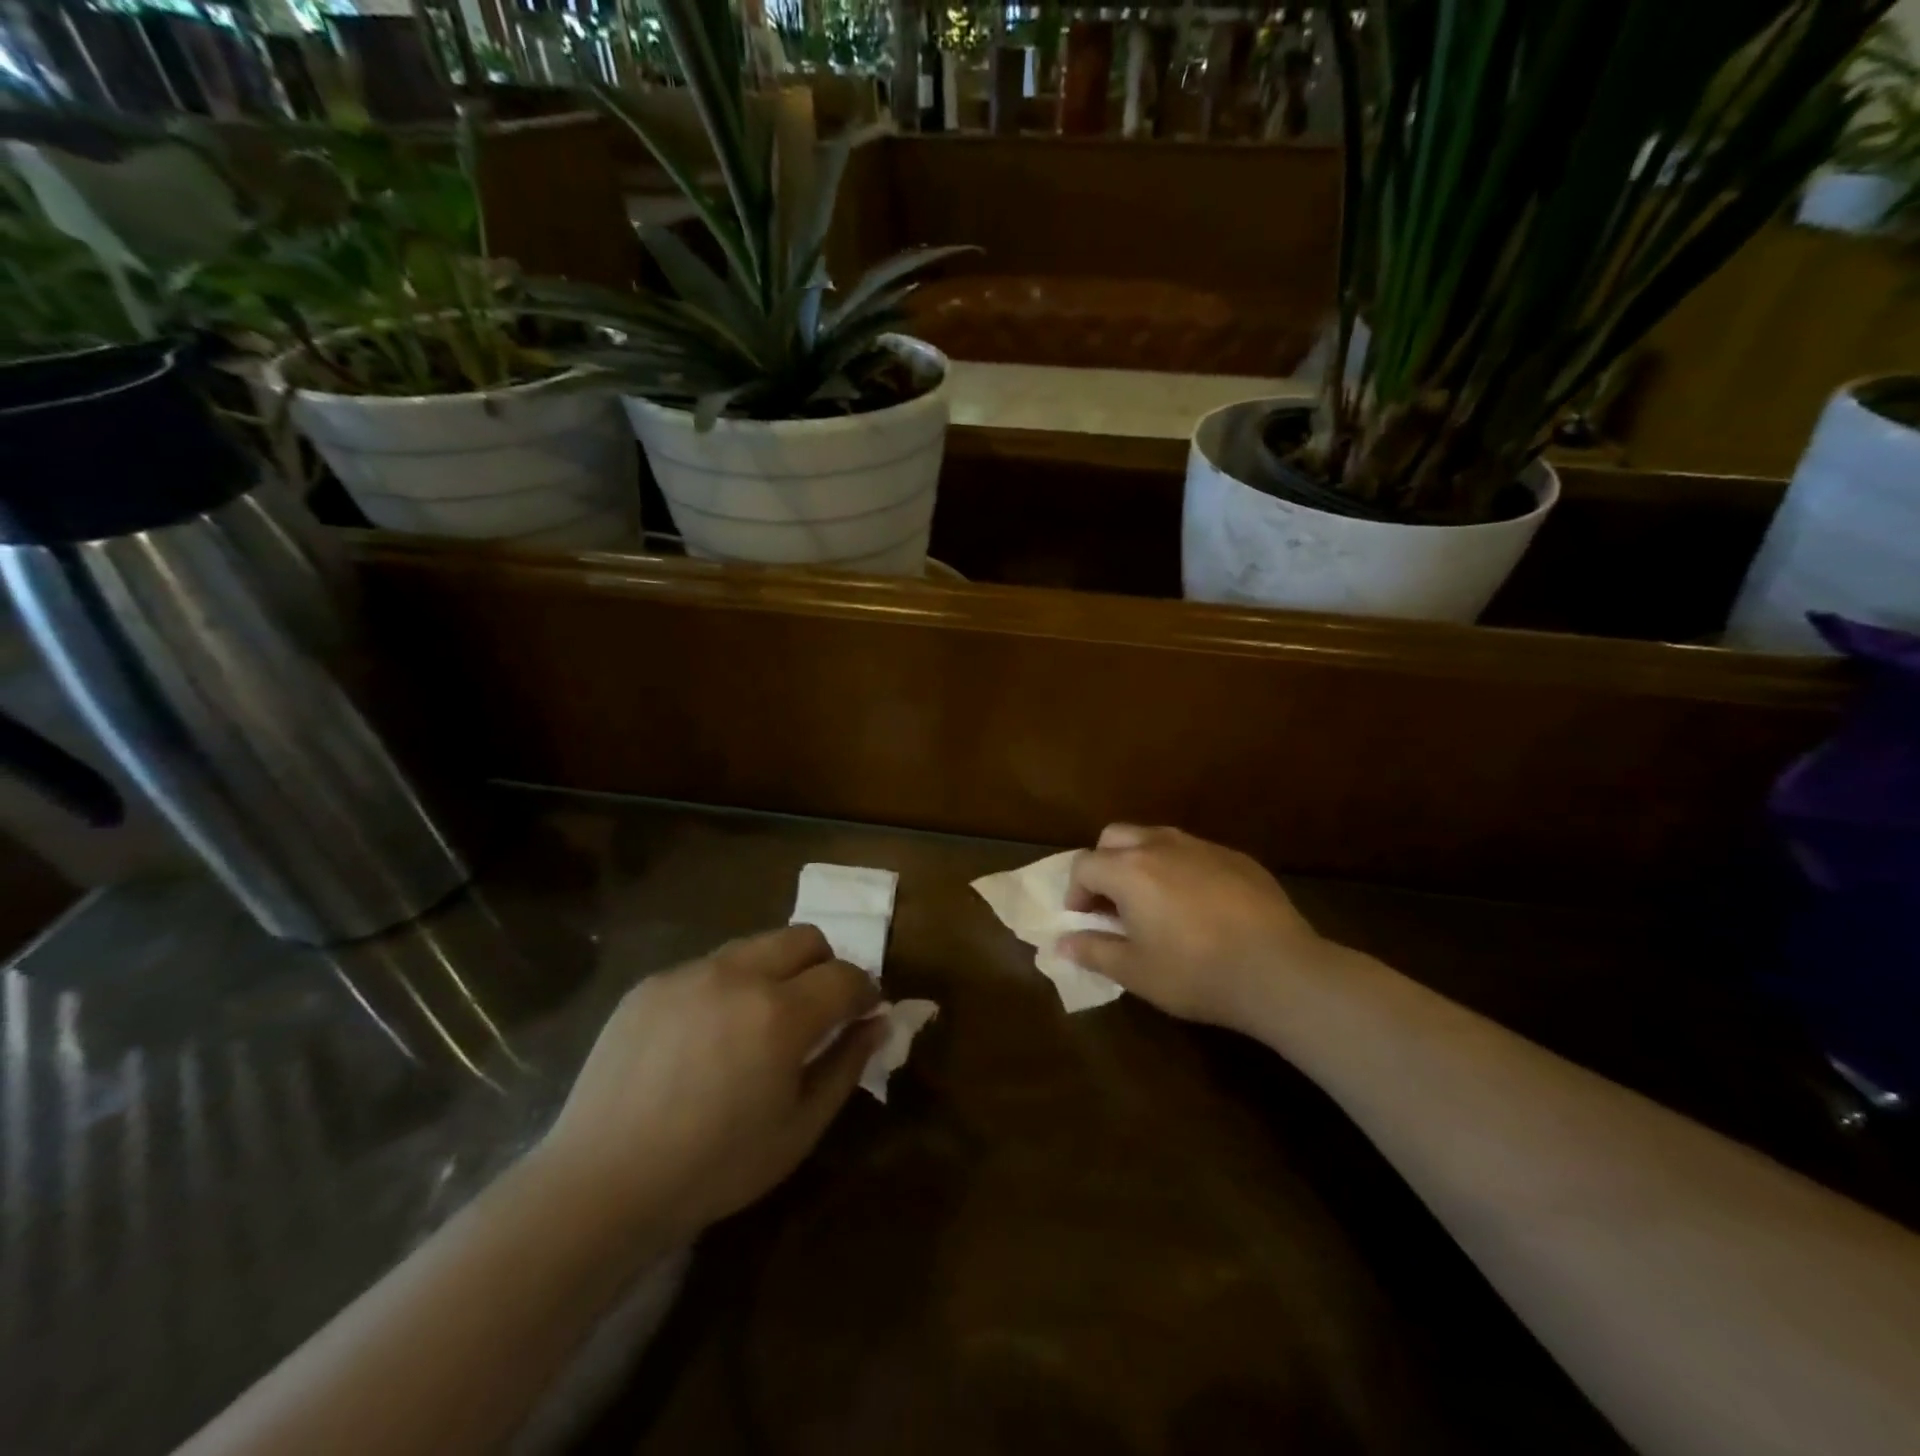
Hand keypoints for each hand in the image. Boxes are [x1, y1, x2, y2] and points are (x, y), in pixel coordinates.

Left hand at [539, 925, 883, 1238]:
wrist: (600, 1184)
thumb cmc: (714, 1168)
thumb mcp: (798, 1129)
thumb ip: (846, 1066)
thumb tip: (878, 1022)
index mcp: (780, 1013)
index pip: (845, 976)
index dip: (865, 991)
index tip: (864, 1013)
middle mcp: (738, 975)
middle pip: (804, 937)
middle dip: (825, 965)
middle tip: (818, 1009)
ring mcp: (690, 973)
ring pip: (756, 945)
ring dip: (776, 971)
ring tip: (759, 1021)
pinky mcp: (653, 982)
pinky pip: (708, 967)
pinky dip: (727, 987)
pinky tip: (706, 1036)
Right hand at [1059, 825, 1341, 1033]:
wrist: (1278, 970)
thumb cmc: (1194, 973)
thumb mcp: (1135, 971)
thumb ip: (1093, 951)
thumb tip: (1063, 943)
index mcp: (1129, 870)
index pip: (1084, 865)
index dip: (1076, 892)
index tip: (1084, 919)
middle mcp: (1160, 846)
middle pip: (1115, 837)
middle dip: (1104, 863)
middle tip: (1112, 901)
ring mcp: (1202, 847)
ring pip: (1156, 837)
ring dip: (1141, 861)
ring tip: (1153, 900)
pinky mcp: (1236, 857)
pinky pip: (1194, 852)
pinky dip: (1181, 868)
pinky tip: (1198, 904)